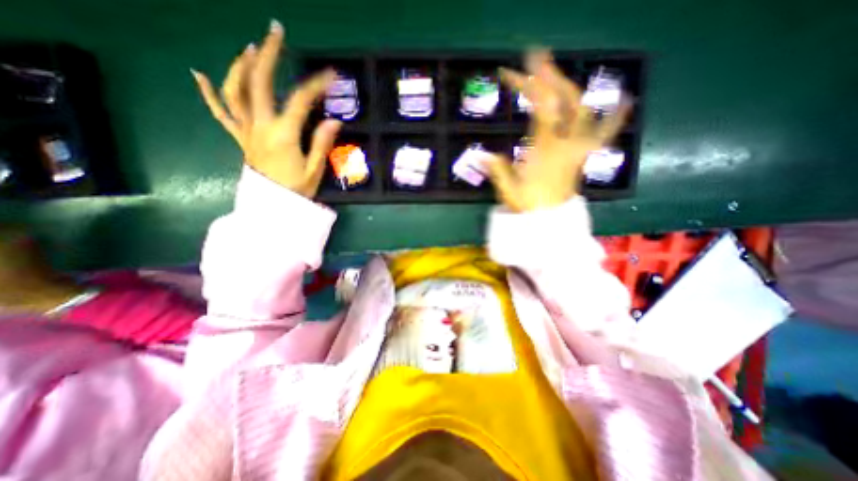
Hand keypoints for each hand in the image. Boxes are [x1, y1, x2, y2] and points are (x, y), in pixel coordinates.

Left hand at [190, 18, 341, 196]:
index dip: (316, 85)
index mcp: (283, 134)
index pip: (300, 100)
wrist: (273, 207)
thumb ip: (321, 143)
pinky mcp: (240, 138)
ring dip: (241, 65)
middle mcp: (260, 126)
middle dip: (267, 54)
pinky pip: (221, 113)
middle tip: (275, 32)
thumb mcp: (314, 169)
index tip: (330, 74)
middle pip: (259, 83)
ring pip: (235, 91)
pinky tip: (200, 74)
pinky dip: (209, 93)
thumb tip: (334, 121)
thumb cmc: (296, 190)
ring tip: (250, 49)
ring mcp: (246, 131)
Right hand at [489, 49, 628, 212]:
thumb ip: (497, 169)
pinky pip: (602, 133)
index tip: (510, 72)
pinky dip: (614, 116)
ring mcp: (576, 149)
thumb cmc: (528, 207)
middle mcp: (564, 144)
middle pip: (565, 101)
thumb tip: (477, 154)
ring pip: (582, 110)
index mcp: (544, 150)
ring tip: (556, 73)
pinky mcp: (580, 156)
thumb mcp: (508, 190)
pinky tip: (625, 100)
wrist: (549, 223)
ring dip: (569, 87)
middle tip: (536, 59)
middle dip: (551, 76)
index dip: (527, 85)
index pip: (541, 108)